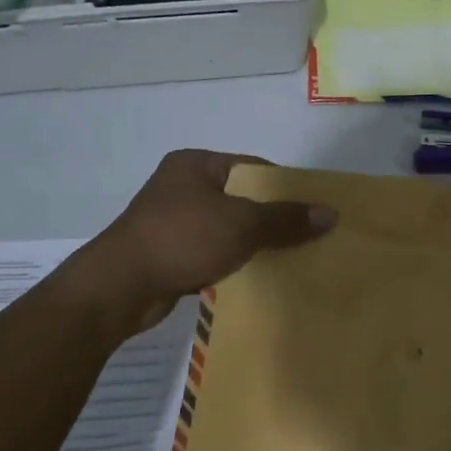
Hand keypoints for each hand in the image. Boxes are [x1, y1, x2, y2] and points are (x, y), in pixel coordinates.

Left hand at [72, 150, 335, 334]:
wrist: (121, 286)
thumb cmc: (181, 239)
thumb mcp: (241, 225)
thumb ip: (285, 219)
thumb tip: (330, 214)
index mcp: (196, 164)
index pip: (253, 167)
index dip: (285, 187)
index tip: (313, 210)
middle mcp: (182, 186)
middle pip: (241, 198)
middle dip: (271, 218)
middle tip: (307, 237)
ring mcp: (172, 220)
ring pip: (226, 227)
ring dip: (252, 243)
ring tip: (288, 259)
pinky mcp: (168, 252)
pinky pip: (211, 251)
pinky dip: (231, 261)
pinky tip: (255, 276)